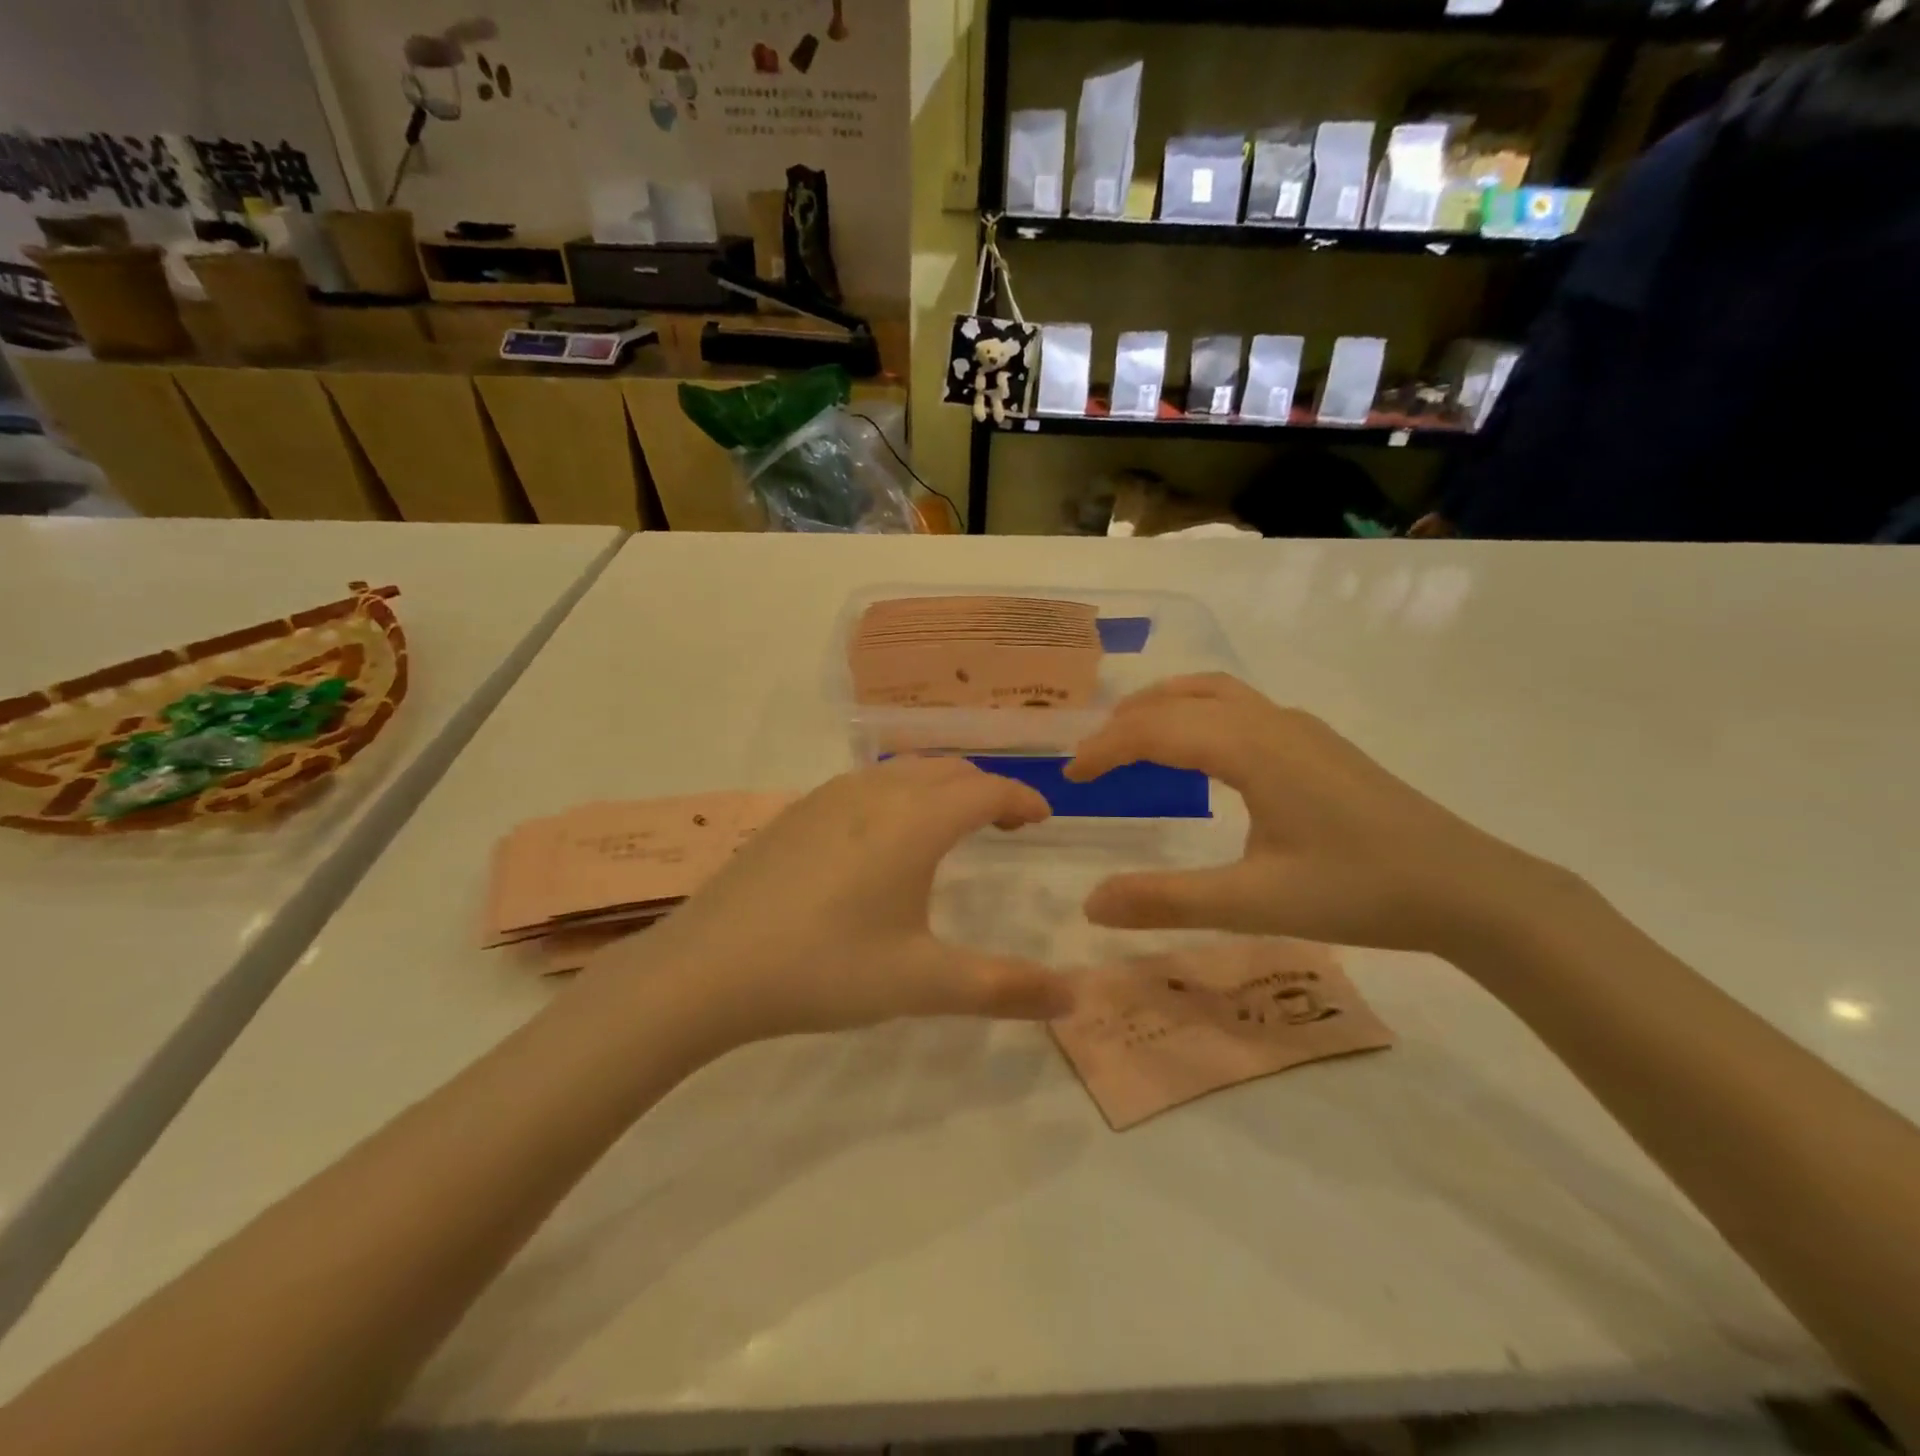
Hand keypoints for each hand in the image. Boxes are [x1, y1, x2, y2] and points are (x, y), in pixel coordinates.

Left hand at [587, 757, 1075, 1045]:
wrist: (706, 968)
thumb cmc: (825, 969)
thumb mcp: (922, 983)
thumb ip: (1004, 988)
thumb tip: (1075, 997)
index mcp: (915, 821)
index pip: (988, 789)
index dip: (1022, 799)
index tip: (1042, 819)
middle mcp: (876, 793)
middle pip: (948, 769)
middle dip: (986, 788)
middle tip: (1004, 824)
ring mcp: (829, 797)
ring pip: (904, 771)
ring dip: (940, 787)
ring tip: (951, 826)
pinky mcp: (796, 812)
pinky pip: (866, 784)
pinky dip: (899, 795)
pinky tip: (882, 840)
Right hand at [1065, 674, 1571, 954]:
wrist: (1468, 887)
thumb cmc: (1359, 891)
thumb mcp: (1253, 903)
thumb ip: (1166, 901)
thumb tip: (1090, 906)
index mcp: (1250, 747)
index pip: (1155, 730)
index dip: (1104, 750)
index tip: (1070, 779)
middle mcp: (1270, 721)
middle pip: (1179, 699)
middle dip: (1125, 723)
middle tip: (1091, 760)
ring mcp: (1299, 726)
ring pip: (1213, 692)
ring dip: (1163, 707)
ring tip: (1131, 737)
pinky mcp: (1317, 743)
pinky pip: (1238, 706)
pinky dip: (1197, 713)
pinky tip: (1201, 753)